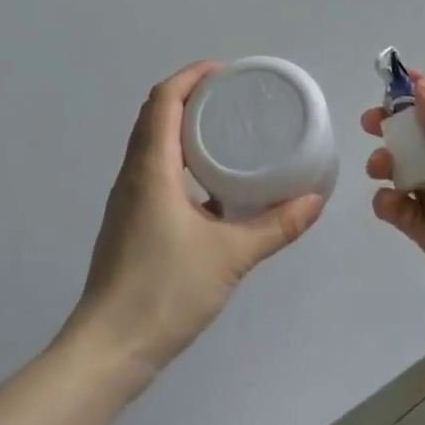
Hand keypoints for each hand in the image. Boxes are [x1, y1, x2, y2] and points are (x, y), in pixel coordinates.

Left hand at [67, 62, 324, 375]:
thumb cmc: (164, 292)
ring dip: (185, 126)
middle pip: (156, 115)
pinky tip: (215, 183)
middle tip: (236, 97)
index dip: (192, 76)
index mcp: (152, 170)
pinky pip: (156, 170)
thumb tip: (316, 200)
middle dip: (192, 95)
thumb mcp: (232, 255)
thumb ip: (277, 226)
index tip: (227, 72)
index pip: (163, 100)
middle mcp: (134, 176)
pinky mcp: (131, 222)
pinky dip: (182, 158)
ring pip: (153, 143)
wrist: (108, 352)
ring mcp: (129, 200)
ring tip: (229, 130)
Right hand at [363, 74, 424, 339]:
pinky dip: (390, 203)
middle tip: (370, 125)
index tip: (385, 86)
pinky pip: (403, 210)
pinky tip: (391, 205)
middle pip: (420, 137)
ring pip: (406, 172)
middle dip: (394, 128)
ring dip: (388, 164)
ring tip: (379, 169)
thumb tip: (420, 86)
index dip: (416, 93)